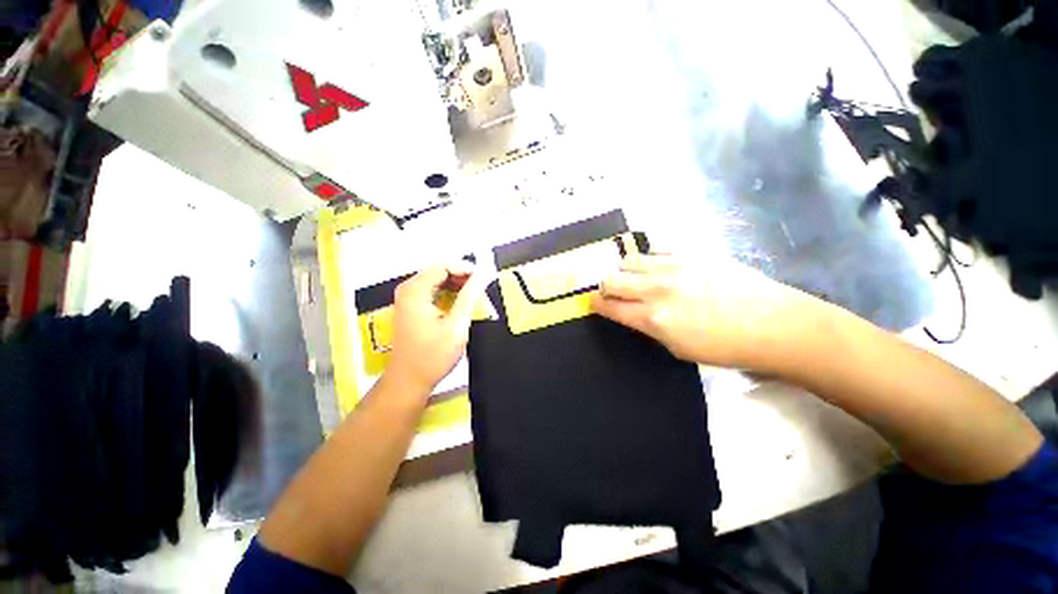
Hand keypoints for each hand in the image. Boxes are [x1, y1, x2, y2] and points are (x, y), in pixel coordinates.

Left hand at [385, 263, 483, 396]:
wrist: (409, 381)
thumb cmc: (433, 355)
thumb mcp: (456, 325)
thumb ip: (470, 296)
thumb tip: (484, 275)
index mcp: (415, 290)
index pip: (443, 266)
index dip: (466, 269)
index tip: (485, 278)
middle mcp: (408, 289)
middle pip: (439, 271)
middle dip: (462, 276)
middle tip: (482, 287)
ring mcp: (407, 299)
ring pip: (437, 281)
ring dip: (457, 285)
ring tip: (475, 294)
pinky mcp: (411, 308)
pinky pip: (432, 291)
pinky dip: (448, 293)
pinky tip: (461, 302)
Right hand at [592, 254, 833, 371]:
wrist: (775, 325)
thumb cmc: (726, 347)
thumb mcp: (677, 348)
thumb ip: (647, 327)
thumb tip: (631, 312)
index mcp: (653, 319)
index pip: (609, 306)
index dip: (596, 304)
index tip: (594, 303)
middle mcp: (657, 289)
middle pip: (611, 279)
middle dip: (605, 287)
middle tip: (612, 292)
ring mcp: (675, 267)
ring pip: (629, 260)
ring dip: (626, 271)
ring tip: (636, 278)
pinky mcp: (693, 253)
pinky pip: (656, 248)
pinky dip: (650, 258)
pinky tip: (659, 267)